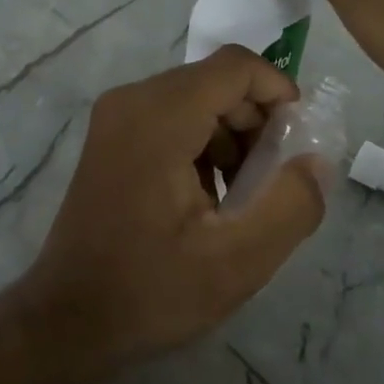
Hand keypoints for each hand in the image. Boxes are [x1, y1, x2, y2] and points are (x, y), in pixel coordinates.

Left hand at [18, 48, 327, 374]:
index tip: (297, 142)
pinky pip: (171, 117)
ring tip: (241, 198)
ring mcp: (115, 116)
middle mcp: (131, 100)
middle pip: (216, 81)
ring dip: (231, 137)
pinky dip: (202, 144)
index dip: (278, 92)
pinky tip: (208, 198)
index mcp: (158, 117)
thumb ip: (290, 204)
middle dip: (256, 122)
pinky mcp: (110, 136)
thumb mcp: (237, 261)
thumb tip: (316, 160)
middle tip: (272, 181)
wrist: (68, 318)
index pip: (235, 66)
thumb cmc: (150, 291)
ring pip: (195, 98)